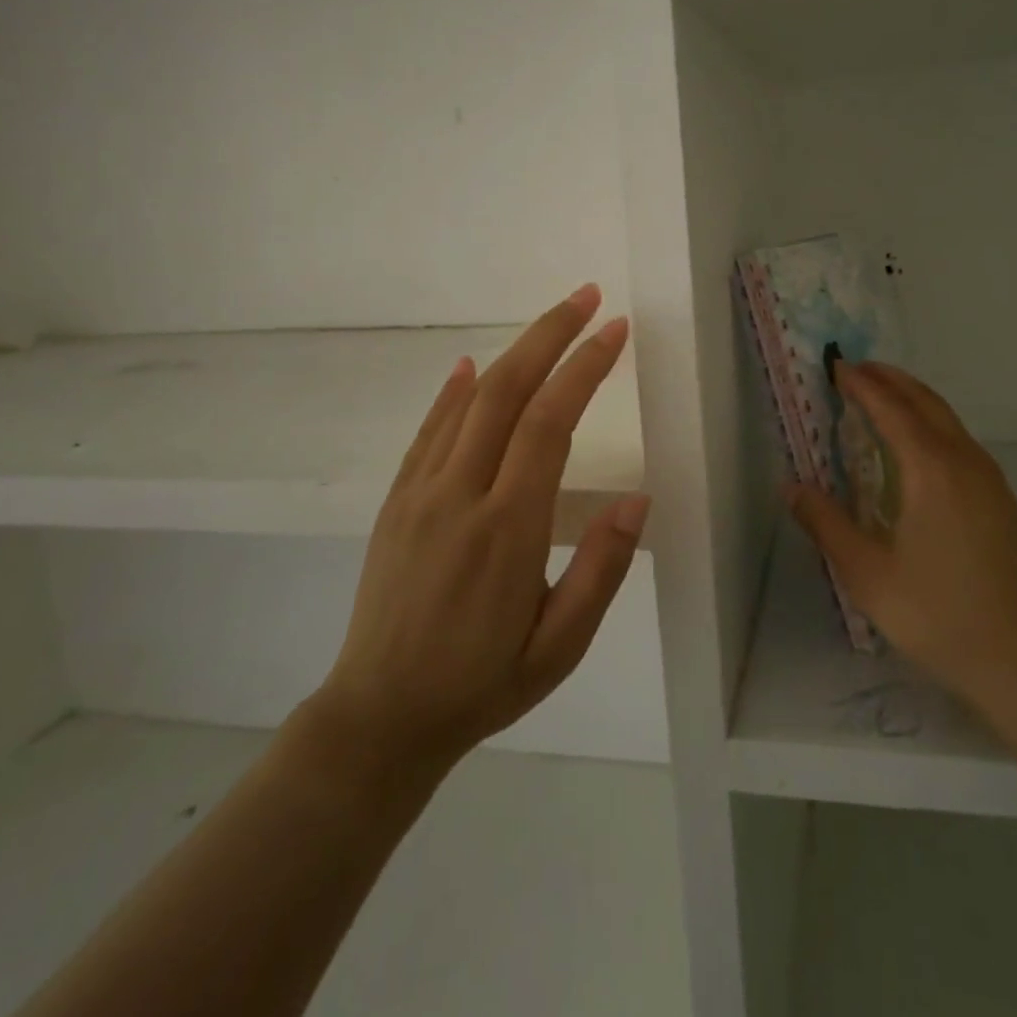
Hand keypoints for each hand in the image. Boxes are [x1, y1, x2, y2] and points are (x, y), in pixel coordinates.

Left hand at [316, 284, 649, 771]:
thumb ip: (601, 570)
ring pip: (470, 401)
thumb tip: (638, 499)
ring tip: (552, 319)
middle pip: (507, 391)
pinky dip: (454, 390)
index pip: (550, 423)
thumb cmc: (482, 684)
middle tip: (588, 297)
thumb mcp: (560, 646)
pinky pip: (429, 430)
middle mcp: (460, 495)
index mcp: (508, 529)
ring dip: (513, 352)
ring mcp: (420, 493)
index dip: (584, 368)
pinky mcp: (396, 501)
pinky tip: (471, 366)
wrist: (379, 718)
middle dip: (551, 335)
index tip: (616, 330)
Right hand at [788, 361, 1016, 727]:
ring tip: (880, 399)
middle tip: (855, 370)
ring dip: (912, 399)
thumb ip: (826, 525)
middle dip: (889, 380)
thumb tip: (791, 487)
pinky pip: (959, 440)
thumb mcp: (868, 575)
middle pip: (924, 401)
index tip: (836, 366)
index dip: (861, 384)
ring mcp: (989, 479)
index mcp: (931, 469)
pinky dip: (930, 423)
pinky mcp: (1001, 499)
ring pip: (947, 419)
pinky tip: (915, 449)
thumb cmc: (941, 615)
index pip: (890, 408)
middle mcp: (964, 461)